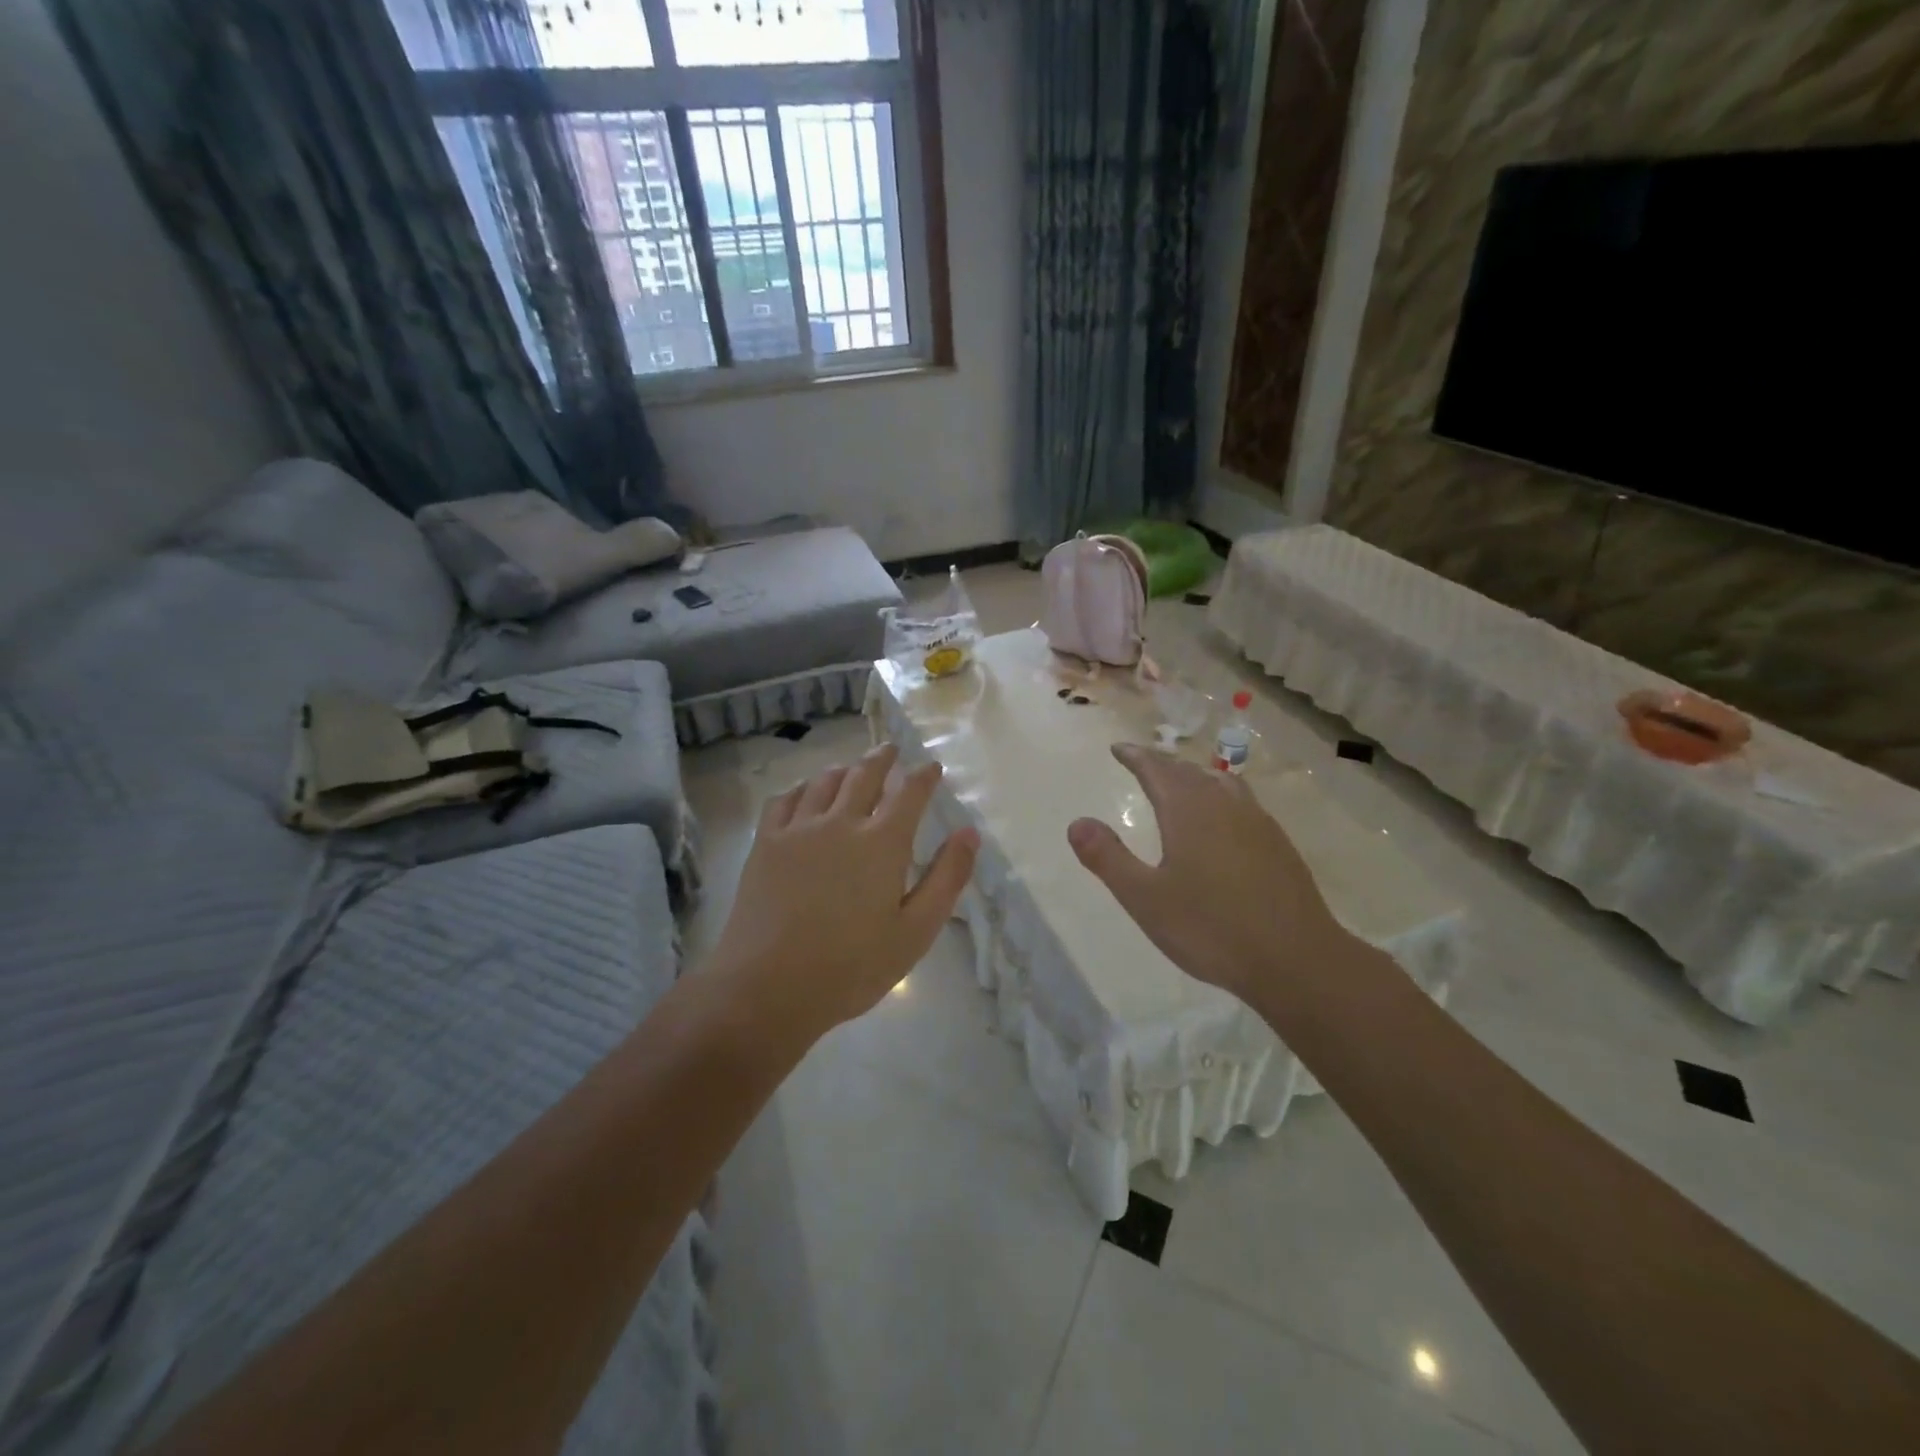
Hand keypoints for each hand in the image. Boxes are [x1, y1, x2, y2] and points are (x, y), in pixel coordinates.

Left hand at [705, 744, 979, 1045]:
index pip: (909, 793)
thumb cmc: (851, 966)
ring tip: (852, 767)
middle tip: (891, 749)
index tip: (931, 766)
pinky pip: (784, 800)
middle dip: (882, 759)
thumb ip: (947, 878)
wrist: (768, 986)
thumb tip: (969, 833)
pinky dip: (800, 788)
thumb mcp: (916, 931)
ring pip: (824, 782)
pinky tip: (803, 793)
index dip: (923, 776)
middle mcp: (841, 823)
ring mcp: (798, 829)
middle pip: (864, 775)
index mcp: (882, 843)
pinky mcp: (766, 843)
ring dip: (844, 769)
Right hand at [1066, 744, 1347, 1006]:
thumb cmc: (1211, 929)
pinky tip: (1224, 819)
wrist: (1296, 959)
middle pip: (1189, 772)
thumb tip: (1076, 822)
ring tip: (1182, 782)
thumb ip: (1108, 858)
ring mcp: (1257, 822)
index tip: (1119, 749)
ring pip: (1221, 782)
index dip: (1136, 756)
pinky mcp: (1278, 844)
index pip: (1157, 769)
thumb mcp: (1145, 898)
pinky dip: (1221, 795)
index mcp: (1188, 812)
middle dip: (1162, 764)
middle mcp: (1224, 806)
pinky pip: (1243, 801)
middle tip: (1143, 762)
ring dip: (1195, 776)